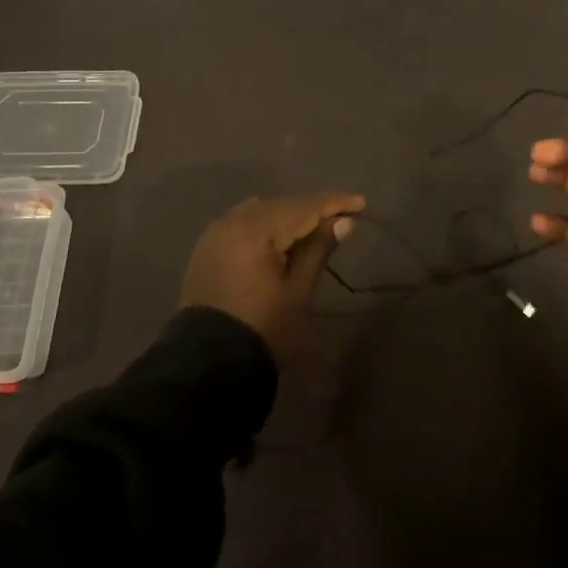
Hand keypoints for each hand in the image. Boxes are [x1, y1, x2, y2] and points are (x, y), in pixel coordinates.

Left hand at [181, 192, 363, 359]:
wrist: (209, 364)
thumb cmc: (263, 328)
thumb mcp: (298, 291)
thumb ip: (318, 250)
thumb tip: (344, 221)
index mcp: (255, 231)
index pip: (303, 208)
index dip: (333, 204)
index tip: (360, 203)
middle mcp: (232, 222)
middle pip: (281, 206)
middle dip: (312, 208)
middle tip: (342, 213)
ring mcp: (215, 234)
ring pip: (260, 211)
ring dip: (288, 214)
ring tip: (314, 224)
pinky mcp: (207, 248)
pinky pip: (242, 222)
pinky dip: (264, 223)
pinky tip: (279, 231)